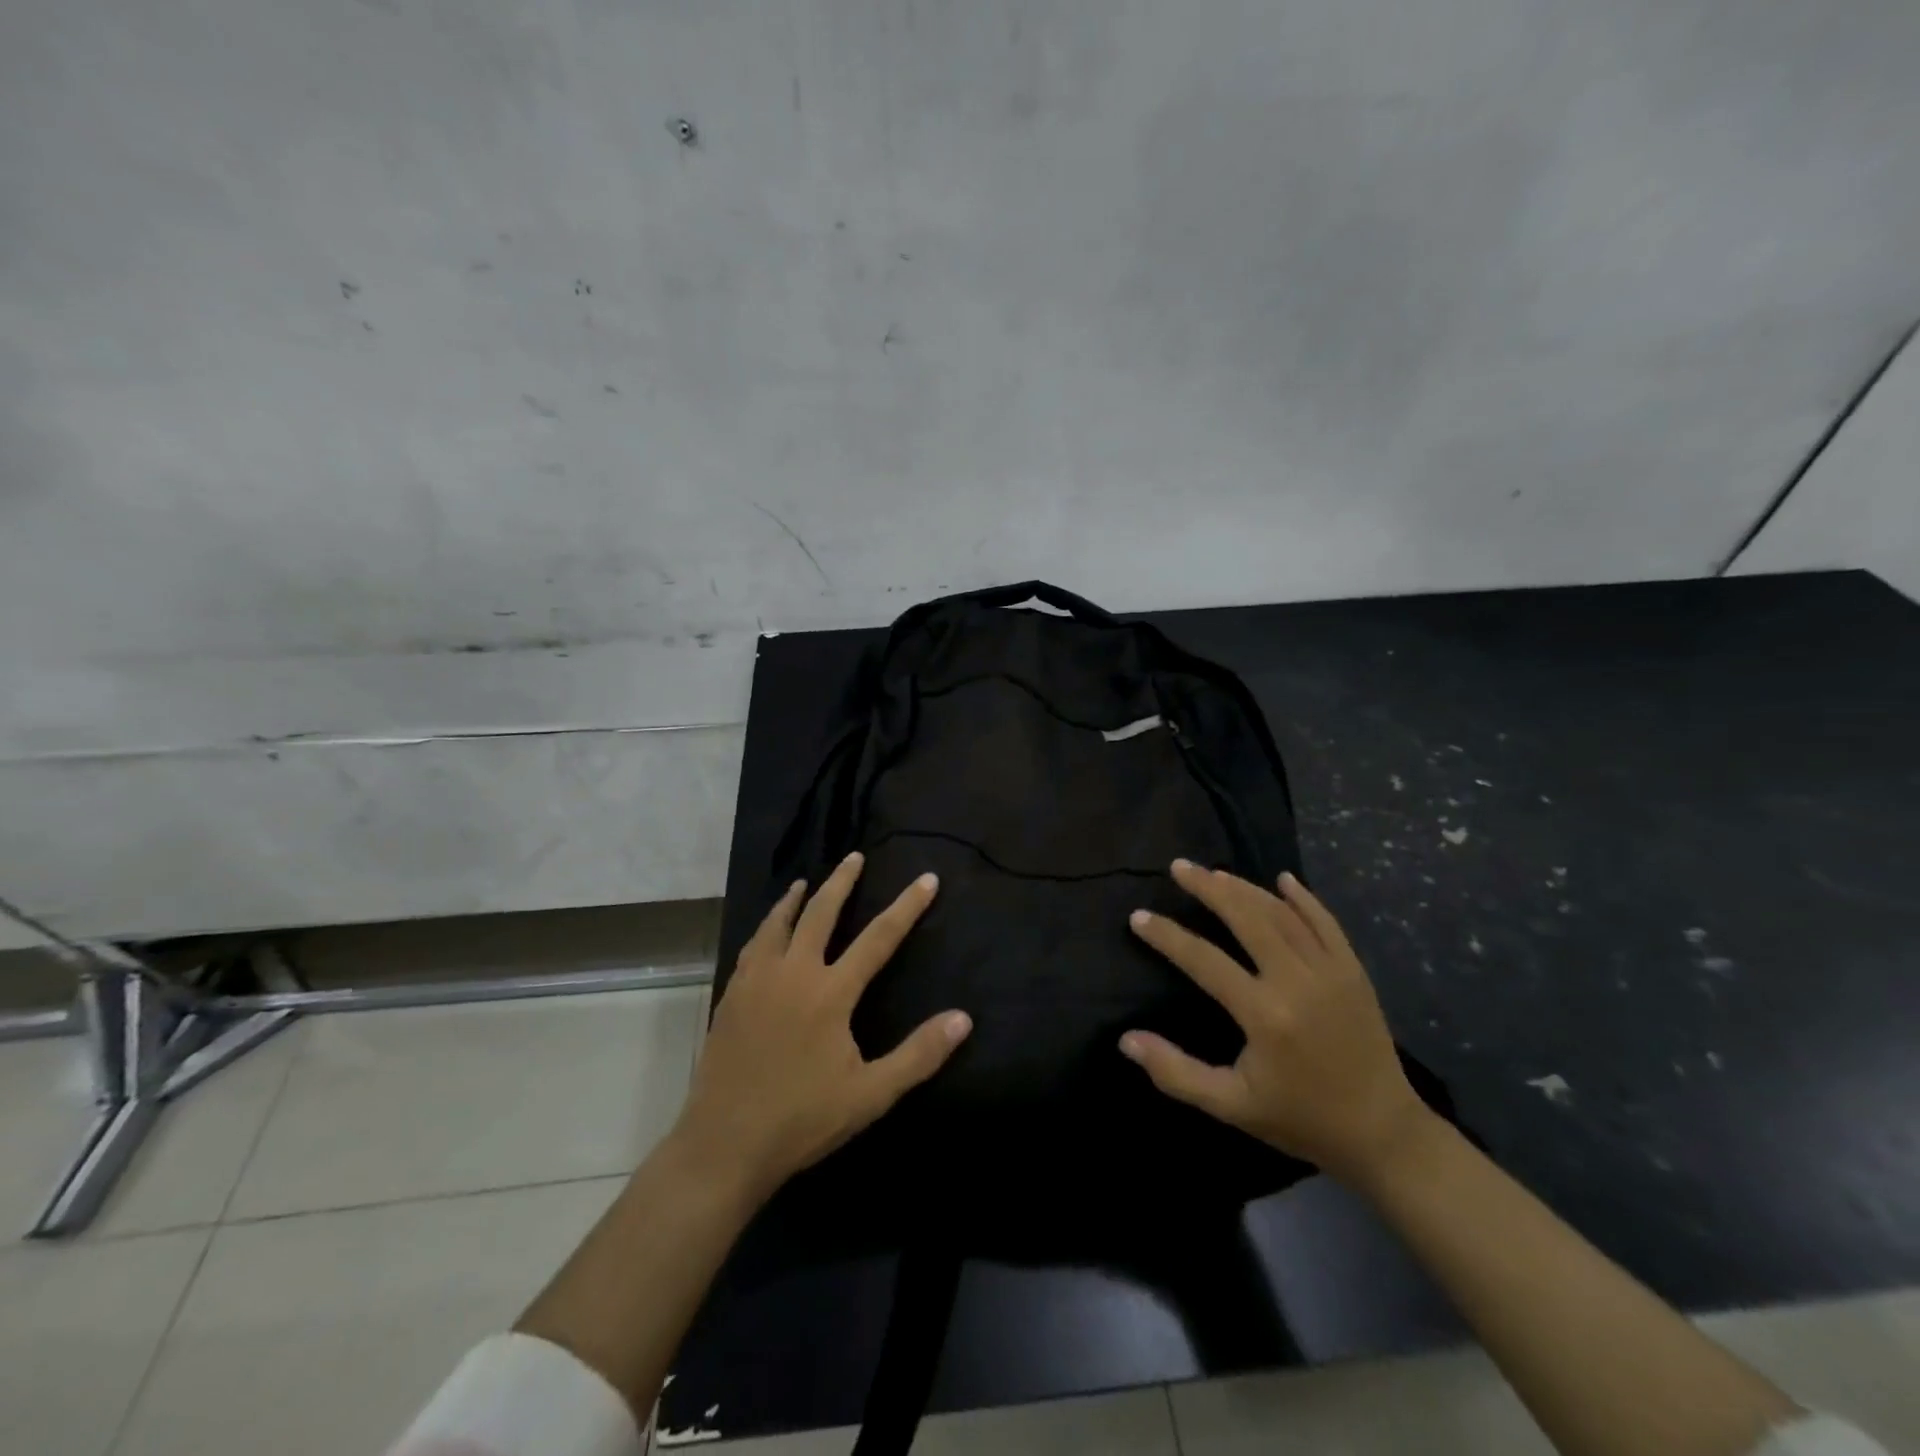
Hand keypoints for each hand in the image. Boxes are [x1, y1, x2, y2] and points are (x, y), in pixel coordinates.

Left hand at [671, 851, 971, 1202]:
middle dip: (842, 882)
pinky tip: (767, 932)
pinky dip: (766, 927)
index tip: (926, 879)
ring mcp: (756, 982)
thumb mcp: (871, 1094)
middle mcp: (793, 974)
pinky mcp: (731, 997)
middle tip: (854, 857)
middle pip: (820, 914)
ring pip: (778, 924)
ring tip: (805, 882)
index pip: (878, 938)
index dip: (906, 907)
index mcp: (830, 992)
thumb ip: (918, 1054)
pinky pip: (751, 947)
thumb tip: (963, 1018)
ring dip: (795, 899)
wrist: (724, 1145)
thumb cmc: (802, 1119)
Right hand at [1120, 860, 1428, 1185]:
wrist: (1383, 1134)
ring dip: (1246, 888)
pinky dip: (1303, 898)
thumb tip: (1126, 1040)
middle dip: (1208, 888)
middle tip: (1179, 868)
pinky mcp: (1354, 972)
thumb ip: (1176, 1072)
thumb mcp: (1231, 1105)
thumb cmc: (1300, 1119)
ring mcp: (1331, 972)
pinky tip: (1283, 880)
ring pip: (1282, 914)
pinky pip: (1326, 923)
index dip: (1167, 936)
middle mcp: (1297, 982)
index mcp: (1264, 1014)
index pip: (1203, 960)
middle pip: (1247, 918)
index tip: (1138, 917)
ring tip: (1214, 872)